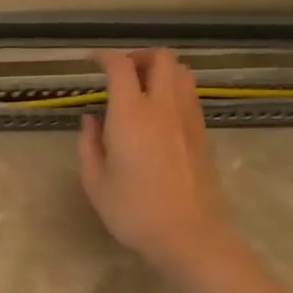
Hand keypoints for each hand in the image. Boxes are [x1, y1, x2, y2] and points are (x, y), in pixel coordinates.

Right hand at [78, 49, 237, 270]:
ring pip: (183, 73)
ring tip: (142, 88)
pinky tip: (158, 114)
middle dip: (140, 56)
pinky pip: (190, 96)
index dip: (104, 57)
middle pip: (162, 59)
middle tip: (121, 71)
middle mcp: (163, 107)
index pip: (121, 67)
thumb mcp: (95, 181)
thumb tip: (90, 119)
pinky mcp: (203, 134)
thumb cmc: (133, 210)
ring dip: (161, 71)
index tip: (91, 62)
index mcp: (131, 114)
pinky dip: (174, 91)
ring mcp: (189, 119)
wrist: (190, 235)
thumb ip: (88, 144)